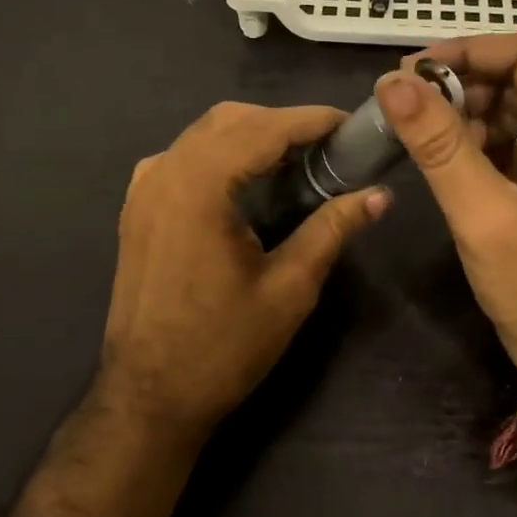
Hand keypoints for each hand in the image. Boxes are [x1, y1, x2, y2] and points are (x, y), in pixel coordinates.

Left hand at [99, 102, 389, 431]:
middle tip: (329, 147)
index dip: (312, 119)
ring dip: (250, 134)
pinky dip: (219, 154)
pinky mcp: (136, 208)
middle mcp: (164, 172)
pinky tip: (245, 181)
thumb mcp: (290, 288)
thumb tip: (380, 195)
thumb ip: (332, 229)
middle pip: (230, 120)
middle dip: (282, 123)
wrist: (148, 396)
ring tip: (296, 160)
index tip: (352, 123)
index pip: (264, 128)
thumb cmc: (222, 347)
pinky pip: (181, 158)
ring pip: (203, 134)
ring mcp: (143, 188)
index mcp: (199, 185)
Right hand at [375, 34, 516, 395]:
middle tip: (401, 99)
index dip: (466, 53)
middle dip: (459, 84)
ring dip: (461, 112)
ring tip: (413, 129)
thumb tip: (391, 82)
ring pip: (507, 106)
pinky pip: (505, 138)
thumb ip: (438, 145)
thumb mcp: (483, 214)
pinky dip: (469, 140)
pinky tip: (437, 154)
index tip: (410, 69)